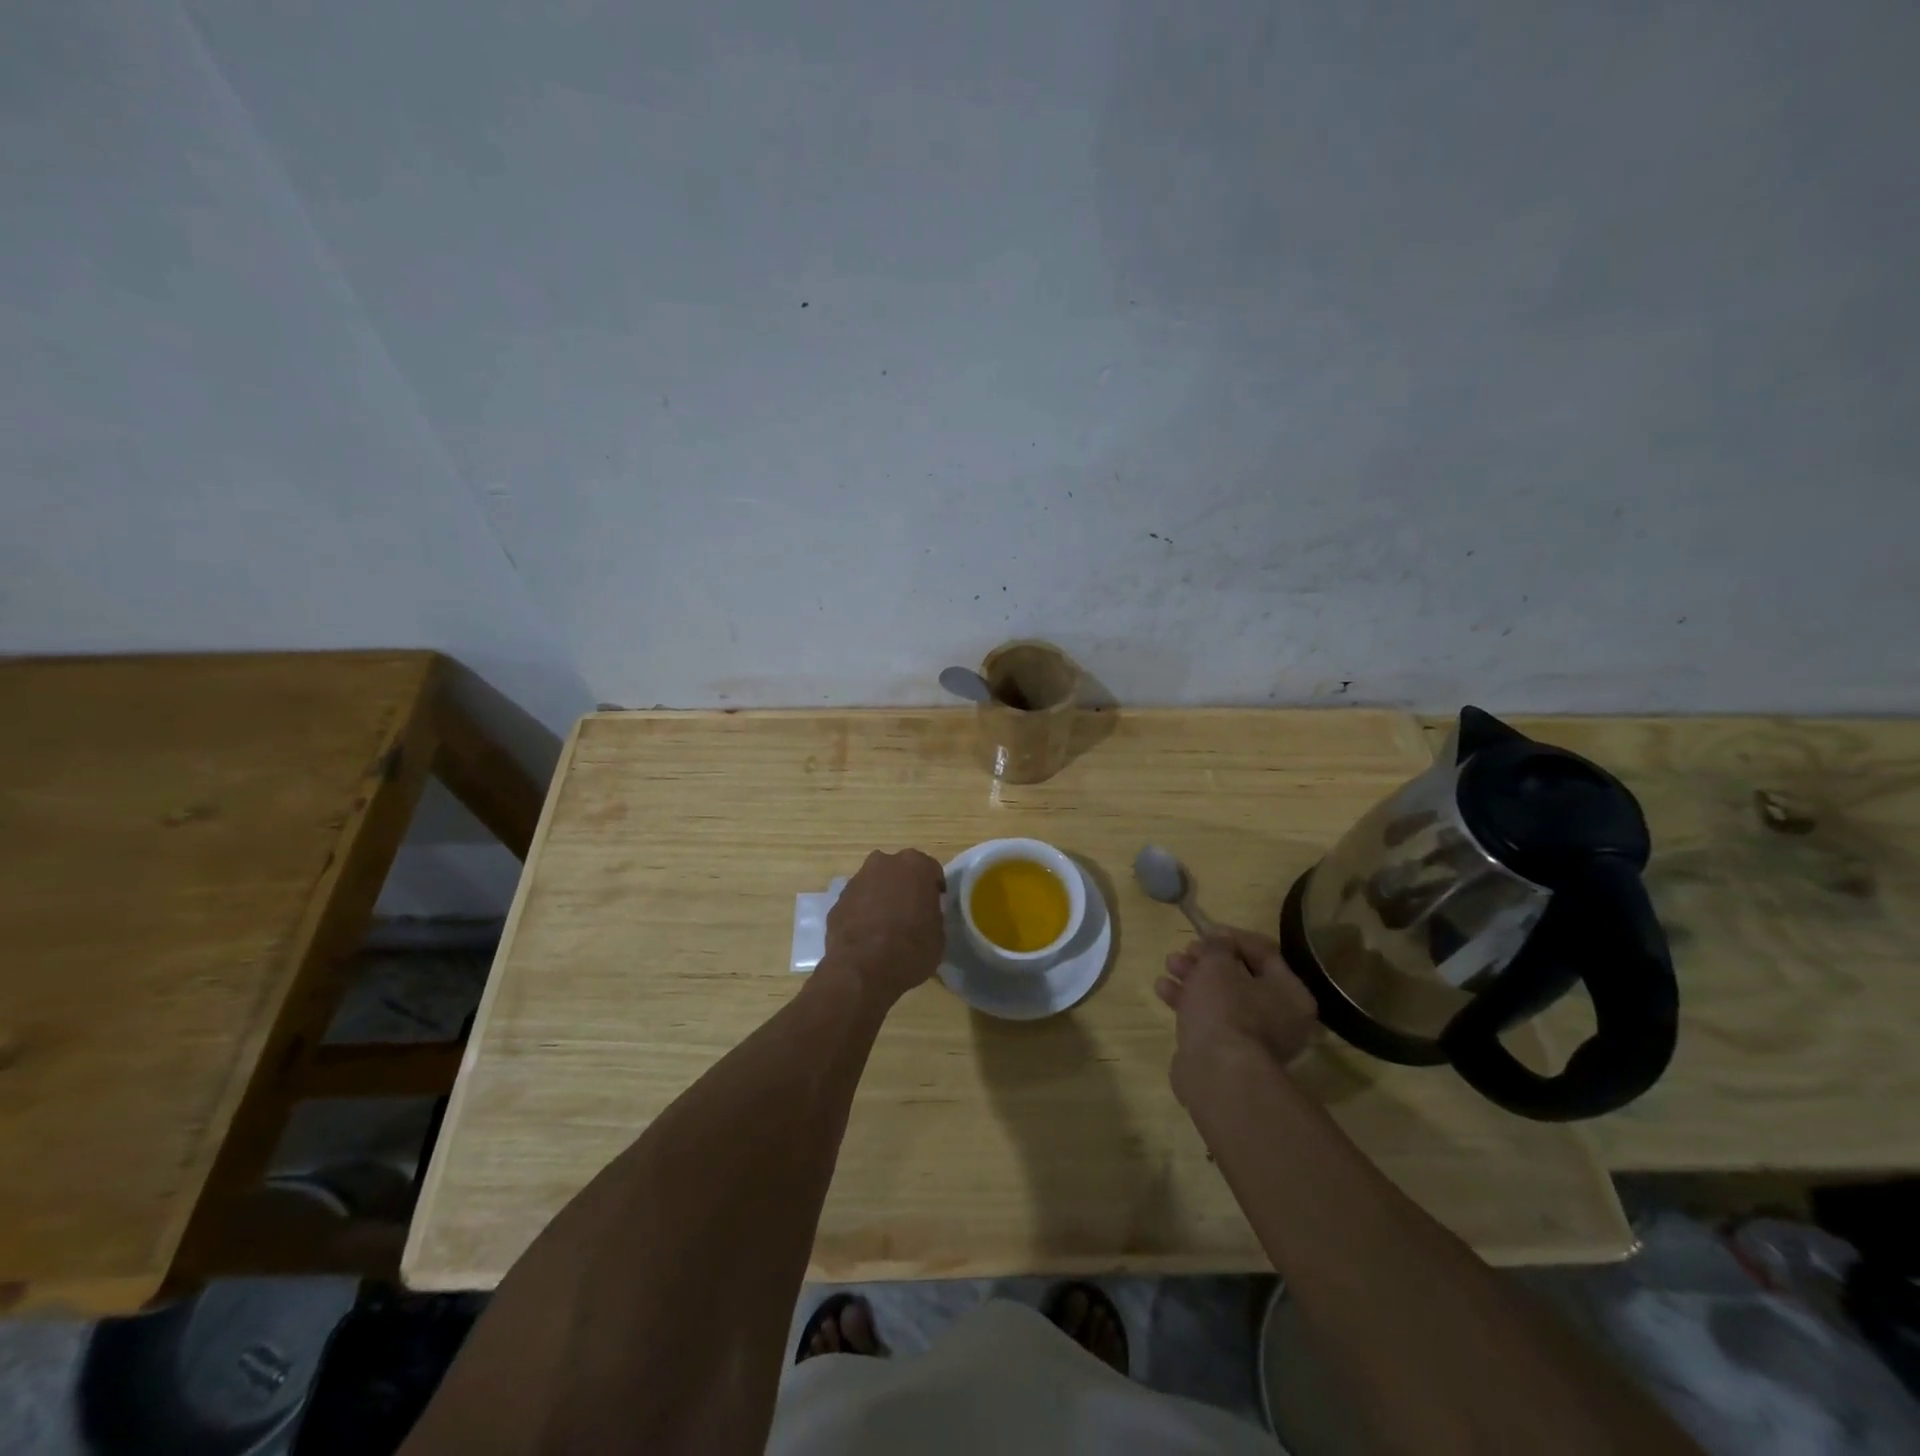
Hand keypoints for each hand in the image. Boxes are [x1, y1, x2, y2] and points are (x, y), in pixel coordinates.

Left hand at [820, 849, 947, 1008]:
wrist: (862, 970)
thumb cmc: (911, 949)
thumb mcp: (939, 934)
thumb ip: (933, 914)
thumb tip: (925, 914)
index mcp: (916, 865)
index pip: (931, 871)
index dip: (934, 890)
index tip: (934, 908)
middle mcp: (885, 863)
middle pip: (900, 871)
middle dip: (905, 887)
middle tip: (911, 913)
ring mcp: (857, 879)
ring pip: (876, 883)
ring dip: (882, 897)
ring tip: (886, 926)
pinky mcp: (838, 899)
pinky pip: (858, 901)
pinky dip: (863, 912)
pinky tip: (867, 935)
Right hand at [1156, 928, 1318, 1104]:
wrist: (1217, 1074)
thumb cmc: (1225, 1009)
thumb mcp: (1217, 964)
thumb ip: (1217, 946)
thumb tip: (1219, 940)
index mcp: (1291, 993)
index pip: (1266, 953)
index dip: (1233, 937)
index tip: (1207, 931)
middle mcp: (1281, 1018)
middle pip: (1241, 977)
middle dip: (1207, 960)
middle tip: (1184, 950)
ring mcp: (1255, 1040)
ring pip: (1222, 999)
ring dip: (1193, 978)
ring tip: (1168, 966)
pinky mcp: (1230, 1055)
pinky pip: (1211, 1020)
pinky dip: (1190, 1004)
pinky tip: (1163, 990)